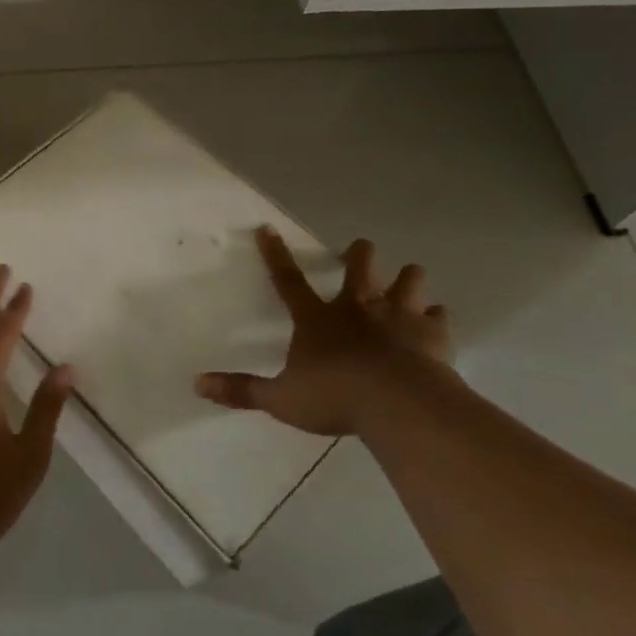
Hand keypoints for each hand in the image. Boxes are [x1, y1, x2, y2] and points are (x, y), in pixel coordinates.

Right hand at [194, 228, 453, 435]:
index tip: (267, 228)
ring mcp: (398, 318)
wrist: (399, 406)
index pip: (287, 279)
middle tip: (360, 250)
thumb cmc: (335, 397)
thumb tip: (197, 384)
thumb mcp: (281, 399)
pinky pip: (438, 317)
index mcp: (316, 318)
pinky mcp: (432, 335)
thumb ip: (242, 390)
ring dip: (407, 279)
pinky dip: (436, 317)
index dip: (275, 254)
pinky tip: (436, 320)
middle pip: (360, 268)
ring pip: (407, 281)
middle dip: (359, 255)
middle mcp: (356, 308)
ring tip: (408, 278)